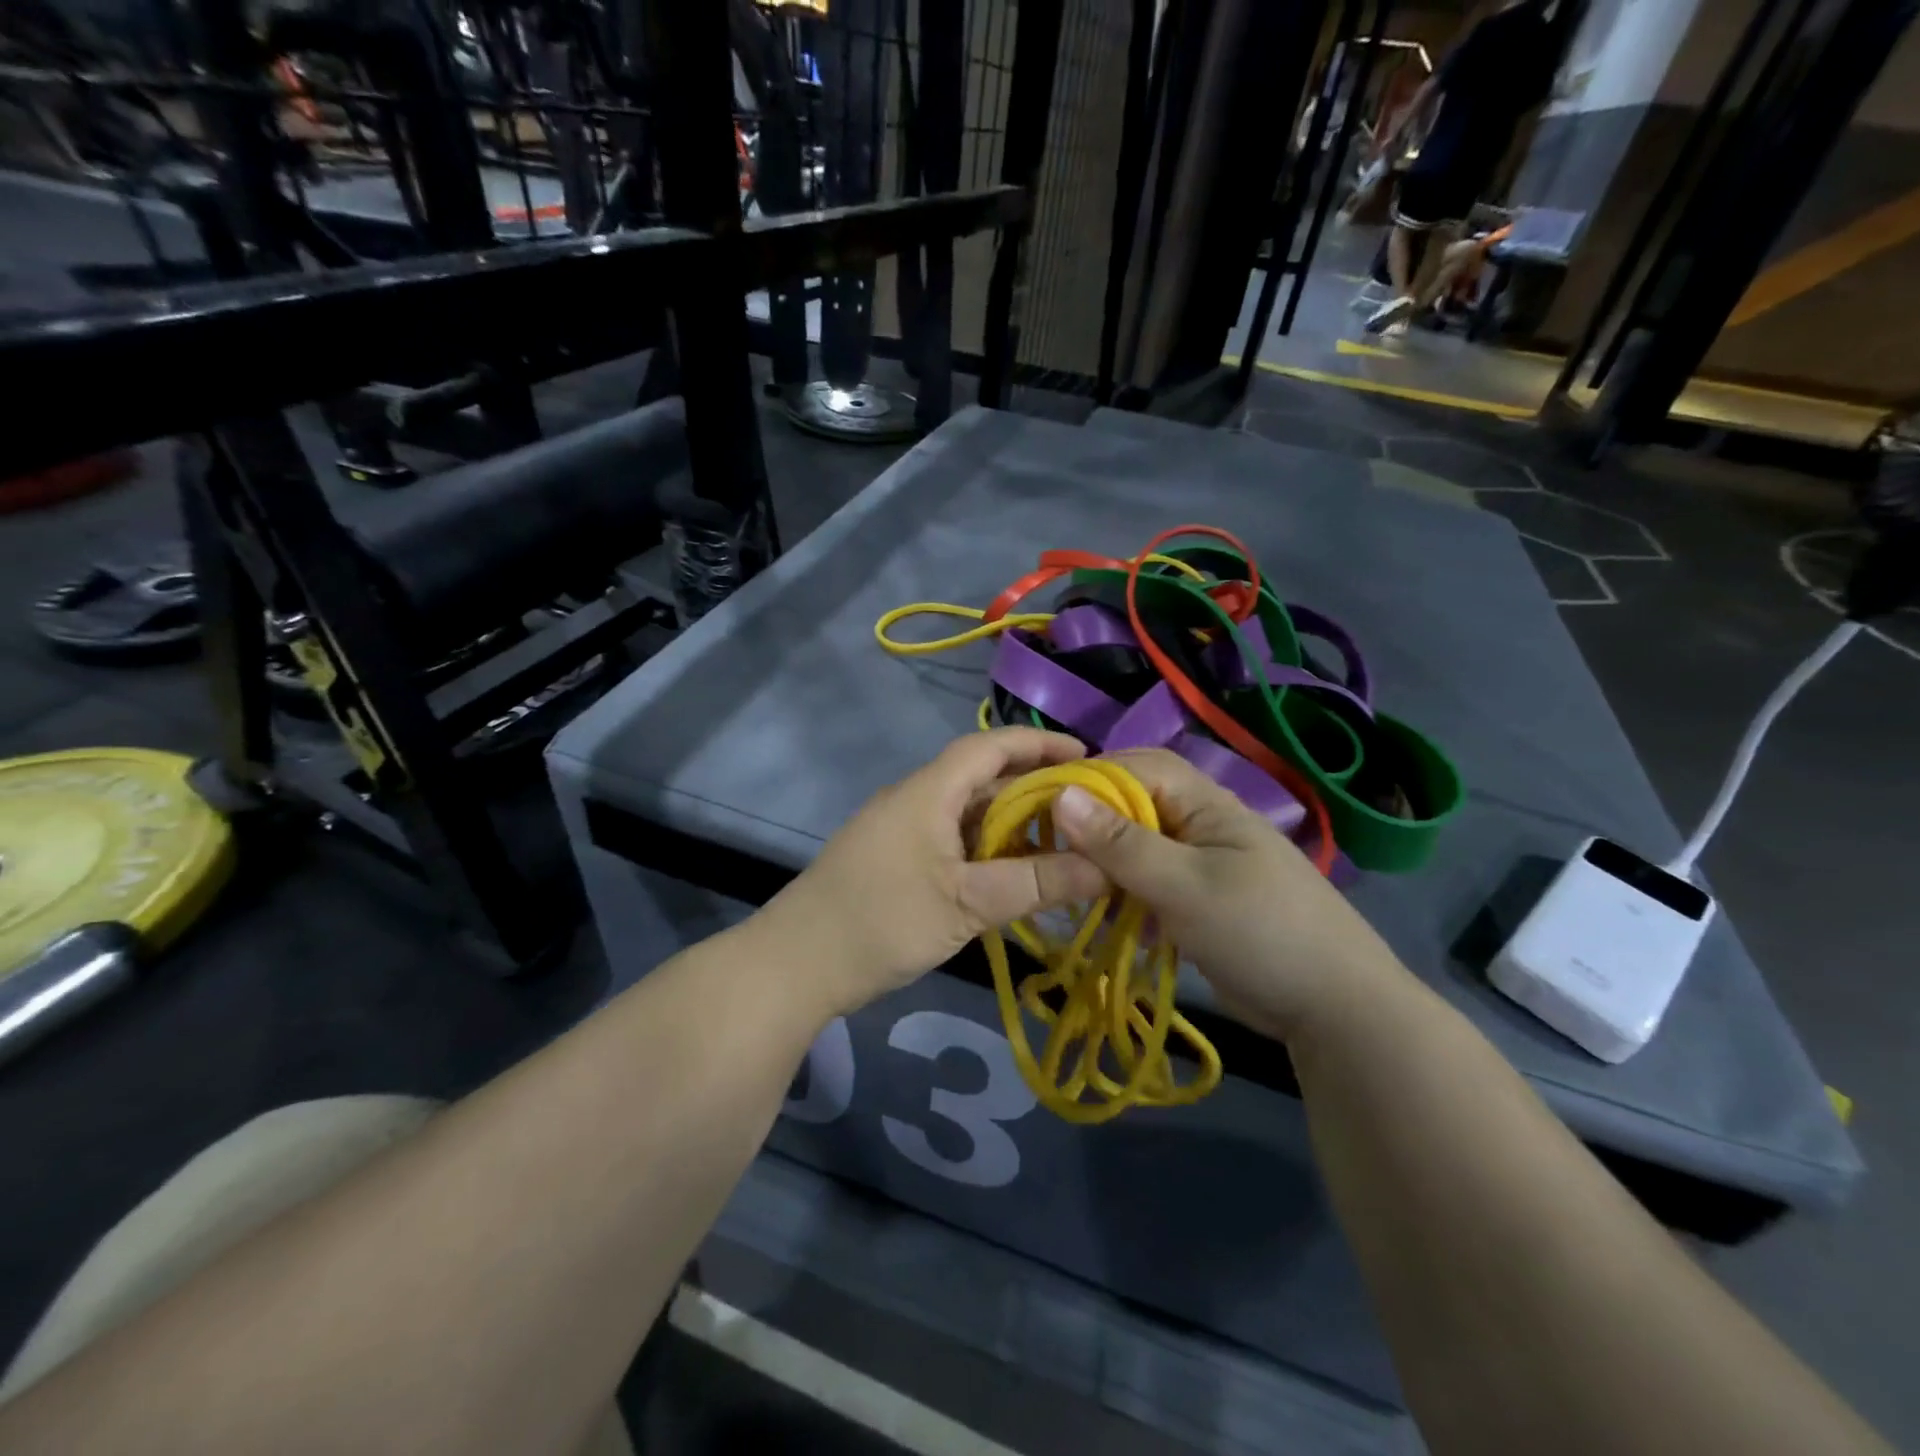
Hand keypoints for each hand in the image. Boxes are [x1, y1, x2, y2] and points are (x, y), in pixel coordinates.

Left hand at [766, 729, 1107, 1017]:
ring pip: (966, 812)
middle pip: (981, 778)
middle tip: (1086, 807)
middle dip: (1033, 786)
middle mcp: (914, 799)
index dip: (1038, 744)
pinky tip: (1011, 873)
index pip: (989, 747)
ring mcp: (900, 830)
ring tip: (1060, 841)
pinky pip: (951, 838)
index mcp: (929, 792)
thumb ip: (1035, 884)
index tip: (1087, 756)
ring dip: (1010, 820)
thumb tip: (1106, 869)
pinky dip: (986, 847)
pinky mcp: (893, 859)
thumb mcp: (967, 904)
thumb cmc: (882, 922)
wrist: (795, 965)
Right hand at [1051, 749, 1409, 1039]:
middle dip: (1094, 824)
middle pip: (1135, 805)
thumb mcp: (1184, 886)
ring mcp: (1202, 865)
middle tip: (1051, 849)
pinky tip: (1112, 920)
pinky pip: (1151, 885)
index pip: (1138, 767)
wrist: (1335, 1010)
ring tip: (1075, 888)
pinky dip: (1128, 897)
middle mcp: (1202, 825)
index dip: (1090, 778)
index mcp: (1206, 804)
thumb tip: (1060, 795)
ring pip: (1139, 848)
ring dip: (1108, 865)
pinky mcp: (1200, 902)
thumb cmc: (1260, 932)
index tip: (1043, 805)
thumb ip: (1121, 843)